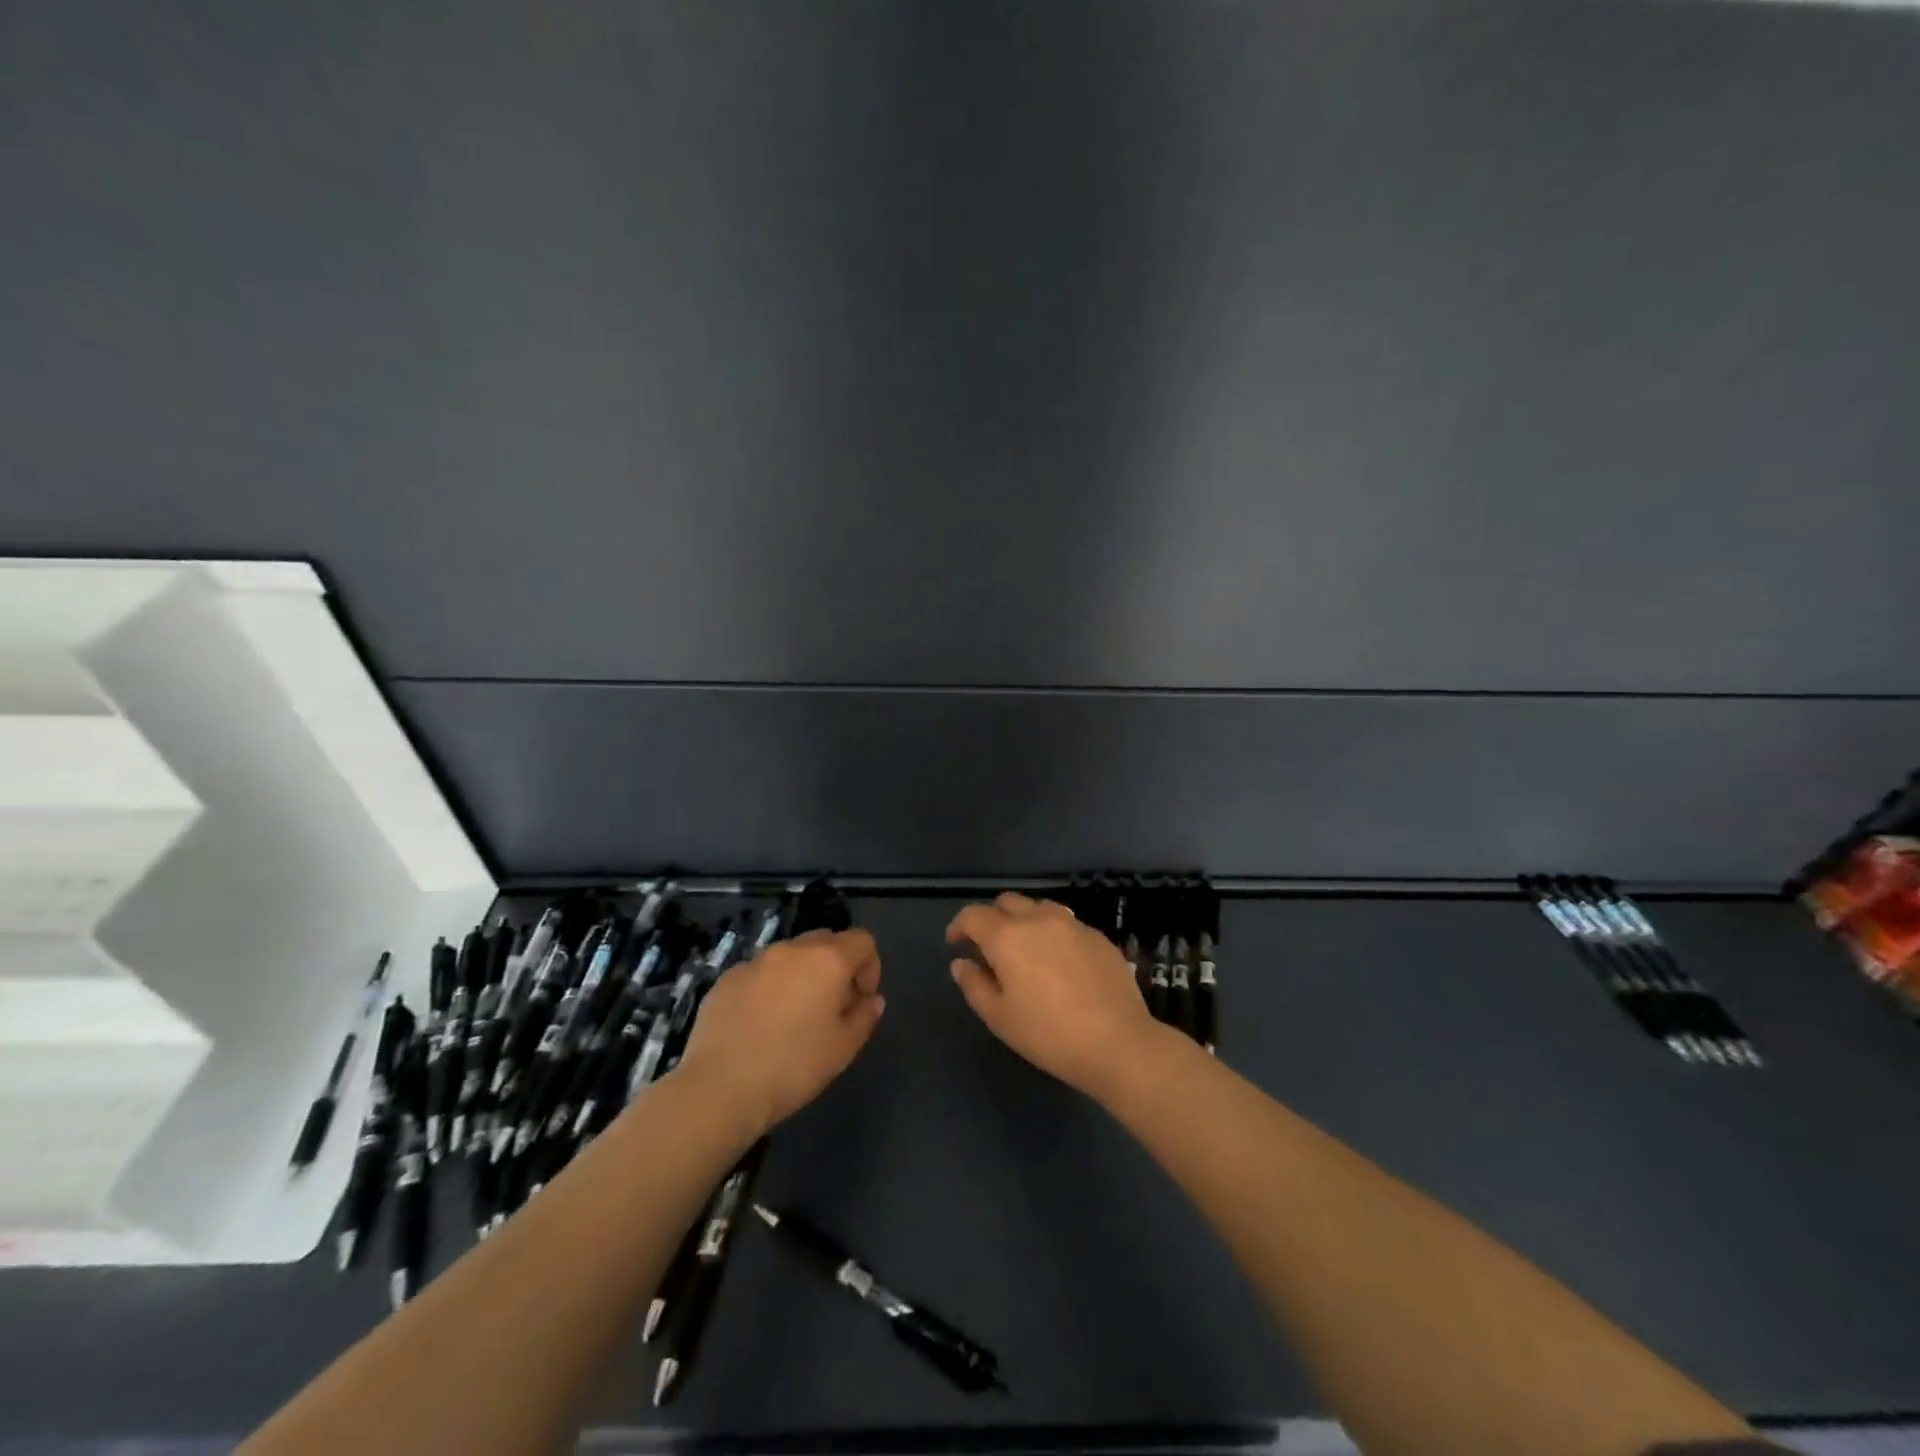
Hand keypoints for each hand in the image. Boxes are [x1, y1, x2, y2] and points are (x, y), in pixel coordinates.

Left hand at [675, 928, 884, 1135]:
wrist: (719, 1088)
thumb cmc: (793, 1067)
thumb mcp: (843, 1048)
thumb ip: (865, 1016)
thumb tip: (871, 999)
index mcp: (828, 960)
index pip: (863, 940)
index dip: (870, 967)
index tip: (861, 1000)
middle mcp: (792, 949)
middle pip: (826, 941)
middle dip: (836, 966)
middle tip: (832, 1007)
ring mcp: (756, 961)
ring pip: (791, 955)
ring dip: (802, 975)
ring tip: (794, 1017)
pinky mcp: (727, 978)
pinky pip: (760, 973)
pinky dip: (770, 987)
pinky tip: (760, 1024)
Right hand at [947, 893, 1163, 1098]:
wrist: (1118, 1043)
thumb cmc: (1048, 1034)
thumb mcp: (999, 1018)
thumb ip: (974, 984)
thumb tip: (961, 963)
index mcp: (1007, 936)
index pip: (973, 915)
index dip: (959, 926)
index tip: (956, 943)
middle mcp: (1038, 918)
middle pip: (1007, 902)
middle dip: (993, 918)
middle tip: (990, 948)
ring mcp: (1072, 924)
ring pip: (1039, 907)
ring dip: (1025, 921)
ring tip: (1027, 951)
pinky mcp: (1098, 936)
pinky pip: (1067, 924)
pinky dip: (1054, 934)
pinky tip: (1060, 964)